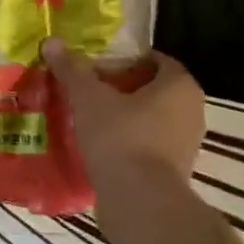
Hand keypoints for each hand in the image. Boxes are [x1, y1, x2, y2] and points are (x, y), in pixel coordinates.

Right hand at [43, 41, 206, 194]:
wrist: (139, 202)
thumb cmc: (120, 137)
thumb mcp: (88, 97)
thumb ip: (72, 69)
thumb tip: (51, 41)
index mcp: (180, 86)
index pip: (156, 60)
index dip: (126, 59)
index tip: (98, 65)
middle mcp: (192, 111)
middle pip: (153, 90)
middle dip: (123, 88)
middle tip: (89, 89)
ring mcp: (186, 145)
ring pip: (151, 120)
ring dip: (124, 117)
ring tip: (89, 117)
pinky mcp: (174, 172)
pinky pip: (148, 146)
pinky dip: (127, 143)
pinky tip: (98, 146)